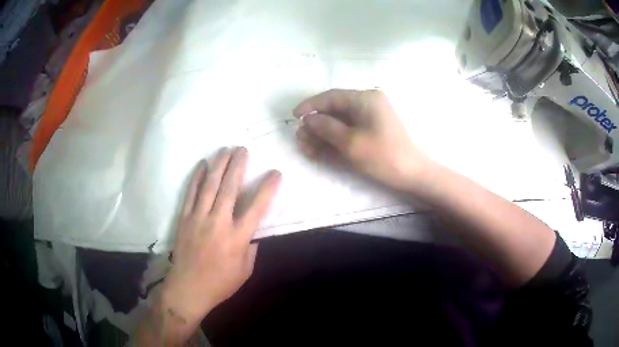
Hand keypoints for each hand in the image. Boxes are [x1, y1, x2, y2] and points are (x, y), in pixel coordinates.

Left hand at [161, 147, 280, 327]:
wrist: (188, 289)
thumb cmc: (220, 283)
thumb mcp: (245, 271)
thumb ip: (251, 248)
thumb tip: (252, 230)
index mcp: (237, 238)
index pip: (257, 208)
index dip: (267, 188)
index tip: (275, 173)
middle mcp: (218, 223)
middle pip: (230, 188)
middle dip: (238, 166)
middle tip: (243, 149)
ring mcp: (198, 218)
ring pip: (210, 186)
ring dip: (218, 165)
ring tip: (225, 149)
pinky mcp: (184, 218)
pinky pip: (190, 193)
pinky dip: (196, 177)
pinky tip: (202, 165)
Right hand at [294, 89, 431, 190]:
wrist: (412, 174)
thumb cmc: (383, 156)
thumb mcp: (350, 142)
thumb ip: (326, 128)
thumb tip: (308, 119)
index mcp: (365, 99)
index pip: (331, 97)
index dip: (311, 105)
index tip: (294, 116)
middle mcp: (368, 103)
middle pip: (335, 110)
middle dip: (316, 125)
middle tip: (300, 139)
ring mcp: (371, 118)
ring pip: (340, 122)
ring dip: (323, 135)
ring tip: (306, 148)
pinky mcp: (372, 131)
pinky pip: (349, 131)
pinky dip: (335, 140)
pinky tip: (320, 151)